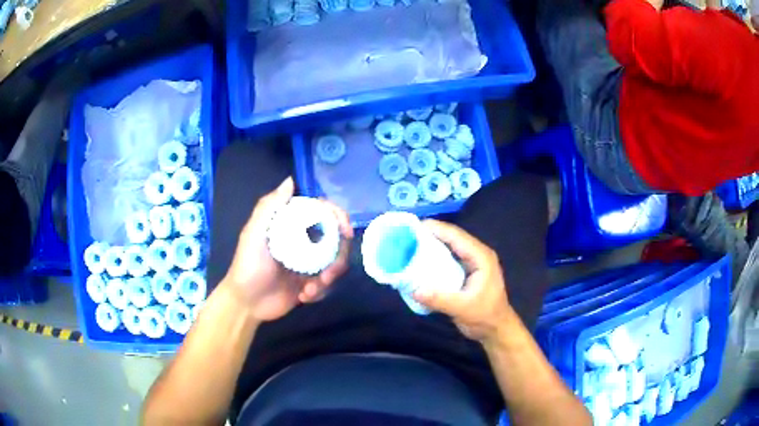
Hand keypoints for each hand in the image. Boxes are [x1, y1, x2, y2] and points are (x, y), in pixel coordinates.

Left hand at [222, 177, 352, 321]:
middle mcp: (304, 240)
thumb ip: (269, 207)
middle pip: (336, 239)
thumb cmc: (247, 266)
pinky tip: (304, 297)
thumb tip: (290, 180)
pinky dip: (320, 291)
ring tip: (309, 290)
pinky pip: (328, 283)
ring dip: (329, 278)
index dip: (339, 217)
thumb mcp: (253, 234)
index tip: (345, 231)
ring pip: (336, 263)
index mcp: (292, 225)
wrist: (247, 303)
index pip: (322, 212)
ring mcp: (309, 262)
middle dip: (339, 258)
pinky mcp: (312, 282)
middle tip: (328, 274)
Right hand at [412, 220, 514, 344]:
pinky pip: (449, 257)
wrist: (495, 330)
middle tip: (407, 233)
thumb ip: (439, 299)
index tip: (414, 225)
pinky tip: (420, 259)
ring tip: (410, 242)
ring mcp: (473, 262)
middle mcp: (478, 255)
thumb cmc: (484, 317)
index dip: (436, 228)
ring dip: (432, 243)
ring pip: (451, 246)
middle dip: (431, 233)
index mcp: (481, 257)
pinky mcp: (467, 271)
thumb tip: (413, 290)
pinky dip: (436, 255)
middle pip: (453, 237)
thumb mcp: (462, 308)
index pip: (457, 236)